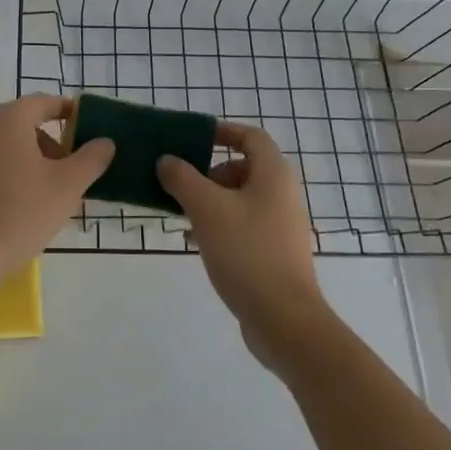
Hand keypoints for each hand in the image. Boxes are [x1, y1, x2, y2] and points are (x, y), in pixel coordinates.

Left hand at [0, 95, 113, 290]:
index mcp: (9, 119)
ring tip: (50, 189)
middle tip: (71, 166)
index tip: (86, 125)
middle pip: (23, 122)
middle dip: (51, 140)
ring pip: (6, 144)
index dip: (67, 110)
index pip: (43, 102)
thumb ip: (91, 159)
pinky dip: (10, 171)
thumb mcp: (68, 186)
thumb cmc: (21, 212)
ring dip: (31, 157)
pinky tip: (22, 202)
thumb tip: (105, 142)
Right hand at [158, 123, 332, 372]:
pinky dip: (220, 224)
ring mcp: (281, 225)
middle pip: (243, 168)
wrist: (283, 318)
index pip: (250, 136)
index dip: (221, 131)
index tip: (191, 139)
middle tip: (181, 186)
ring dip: (210, 201)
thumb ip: (182, 178)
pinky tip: (196, 242)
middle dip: (208, 173)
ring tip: (182, 217)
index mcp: (273, 174)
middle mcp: (282, 194)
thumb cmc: (246, 252)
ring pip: (240, 199)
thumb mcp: (206, 208)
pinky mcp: (274, 252)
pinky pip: (243, 225)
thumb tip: (167, 160)